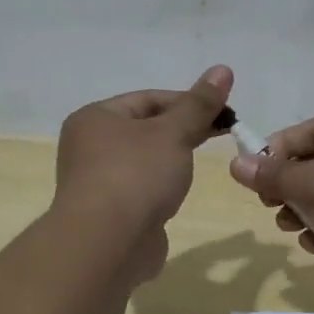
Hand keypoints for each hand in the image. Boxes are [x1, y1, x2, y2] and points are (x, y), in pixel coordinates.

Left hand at [54, 66, 233, 280]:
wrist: (107, 245)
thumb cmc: (136, 176)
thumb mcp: (174, 133)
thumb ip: (199, 104)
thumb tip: (223, 69)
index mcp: (95, 118)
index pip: (148, 98)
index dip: (189, 101)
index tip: (225, 113)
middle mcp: (89, 146)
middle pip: (145, 128)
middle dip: (183, 129)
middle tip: (223, 133)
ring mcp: (96, 182)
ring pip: (143, 160)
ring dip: (172, 159)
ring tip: (200, 162)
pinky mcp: (109, 213)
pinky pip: (140, 189)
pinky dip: (160, 187)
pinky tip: (177, 193)